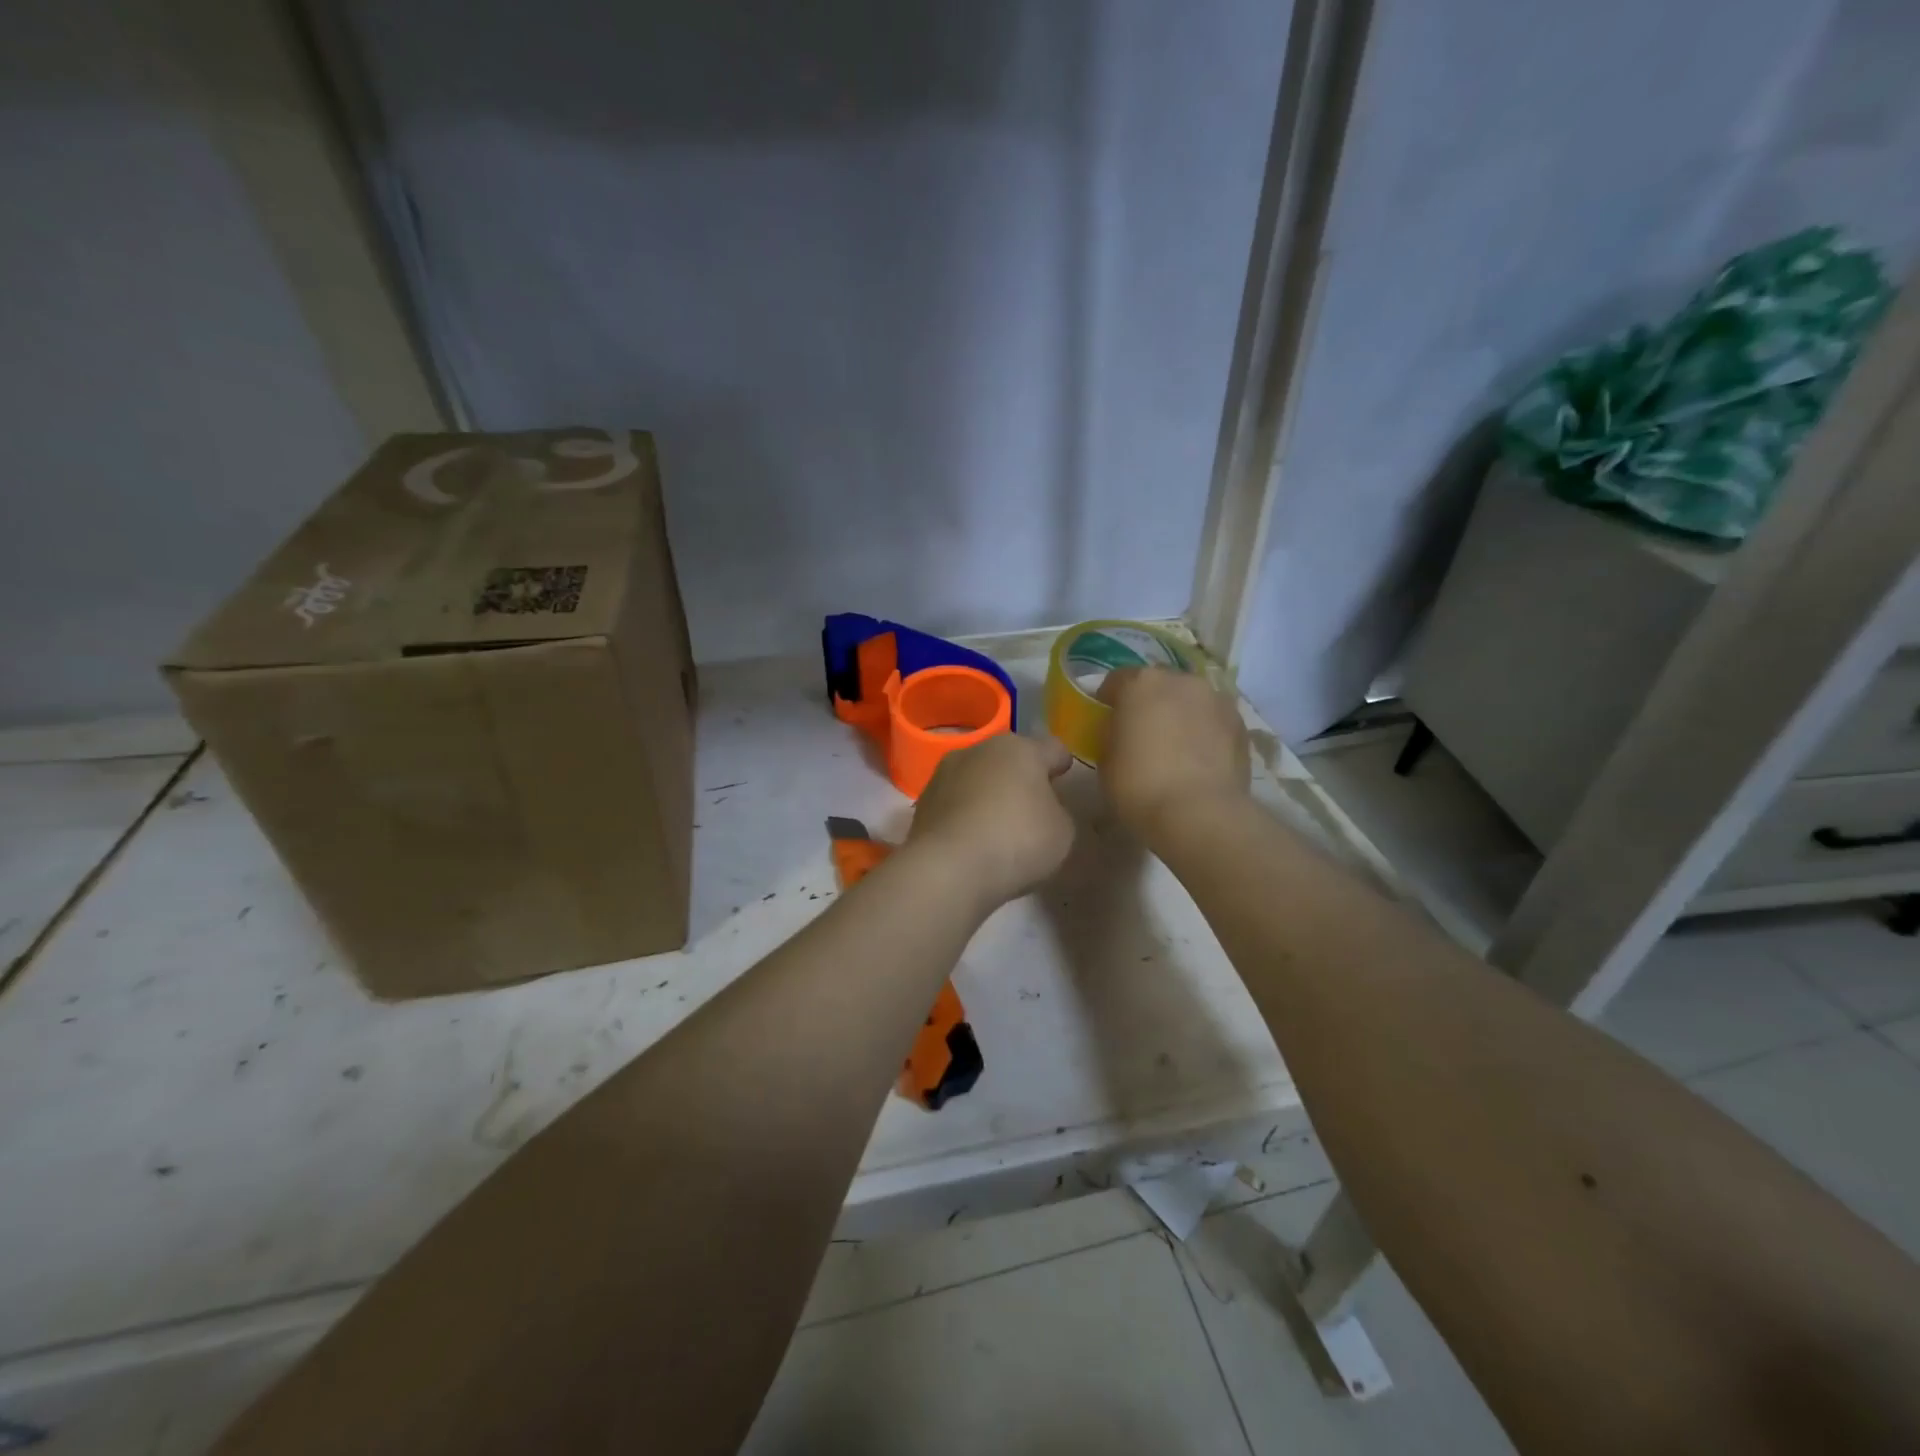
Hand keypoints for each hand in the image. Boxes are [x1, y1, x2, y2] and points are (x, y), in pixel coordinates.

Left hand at [908, 733, 1075, 908]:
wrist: (949, 868)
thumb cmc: (1017, 840)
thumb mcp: (1062, 832)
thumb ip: (1056, 812)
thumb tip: (1040, 809)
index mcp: (1021, 749)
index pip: (1052, 749)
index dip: (1061, 764)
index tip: (1063, 779)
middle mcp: (980, 749)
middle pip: (1009, 759)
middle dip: (1020, 778)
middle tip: (1031, 807)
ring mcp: (945, 772)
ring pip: (977, 777)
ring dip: (988, 793)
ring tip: (998, 827)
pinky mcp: (923, 800)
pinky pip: (955, 802)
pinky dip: (965, 815)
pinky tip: (971, 841)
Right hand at [1096, 668, 1249, 840]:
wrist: (1199, 813)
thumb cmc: (1139, 785)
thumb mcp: (1105, 759)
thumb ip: (1111, 733)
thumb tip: (1120, 730)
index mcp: (1141, 683)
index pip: (1116, 680)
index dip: (1108, 700)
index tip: (1107, 722)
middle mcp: (1181, 680)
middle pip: (1158, 685)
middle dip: (1149, 703)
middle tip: (1142, 735)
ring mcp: (1216, 699)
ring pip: (1190, 700)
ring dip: (1181, 714)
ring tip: (1176, 748)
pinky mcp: (1241, 724)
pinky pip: (1213, 720)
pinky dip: (1205, 732)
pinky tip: (1199, 760)